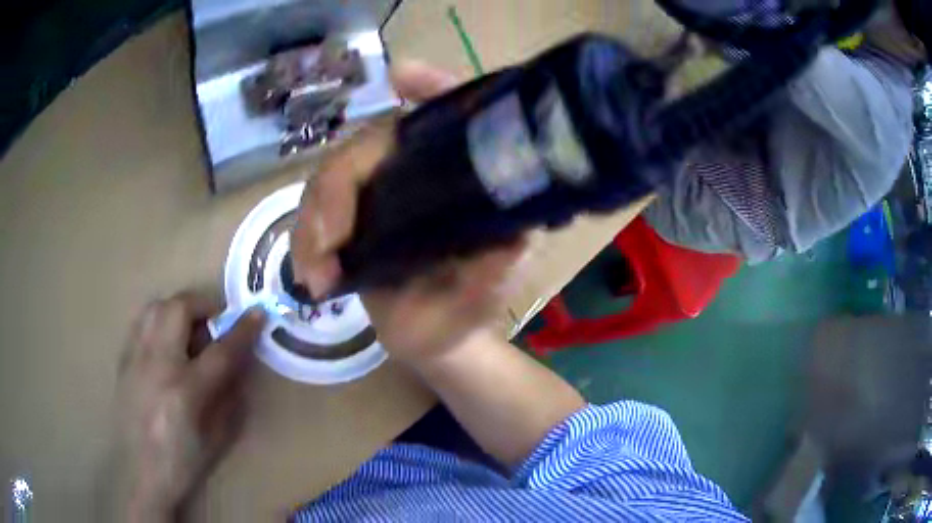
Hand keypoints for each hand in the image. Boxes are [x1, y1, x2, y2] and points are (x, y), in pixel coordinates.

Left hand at [113, 292, 264, 520]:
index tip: (258, 313)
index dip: (243, 329)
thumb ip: (229, 397)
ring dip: (179, 308)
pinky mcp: (123, 359)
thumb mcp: (217, 438)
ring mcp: (136, 358)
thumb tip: (238, 364)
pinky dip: (159, 320)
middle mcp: (157, 365)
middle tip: (216, 321)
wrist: (139, 472)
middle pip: (180, 309)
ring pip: (156, 307)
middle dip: (204, 305)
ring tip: (190, 328)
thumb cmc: (183, 462)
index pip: (221, 350)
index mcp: (185, 391)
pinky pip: (141, 322)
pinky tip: (166, 341)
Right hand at [291, 61, 526, 362]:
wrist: (438, 338)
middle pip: (367, 145)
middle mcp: (414, 169)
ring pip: (330, 176)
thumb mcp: (493, 283)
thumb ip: (498, 268)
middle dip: (336, 189)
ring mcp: (376, 191)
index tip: (402, 77)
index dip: (429, 86)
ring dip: (312, 221)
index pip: (447, 113)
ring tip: (316, 274)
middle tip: (328, 244)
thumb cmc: (472, 304)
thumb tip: (501, 246)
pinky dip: (304, 240)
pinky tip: (310, 275)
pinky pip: (313, 212)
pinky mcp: (347, 219)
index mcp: (456, 174)